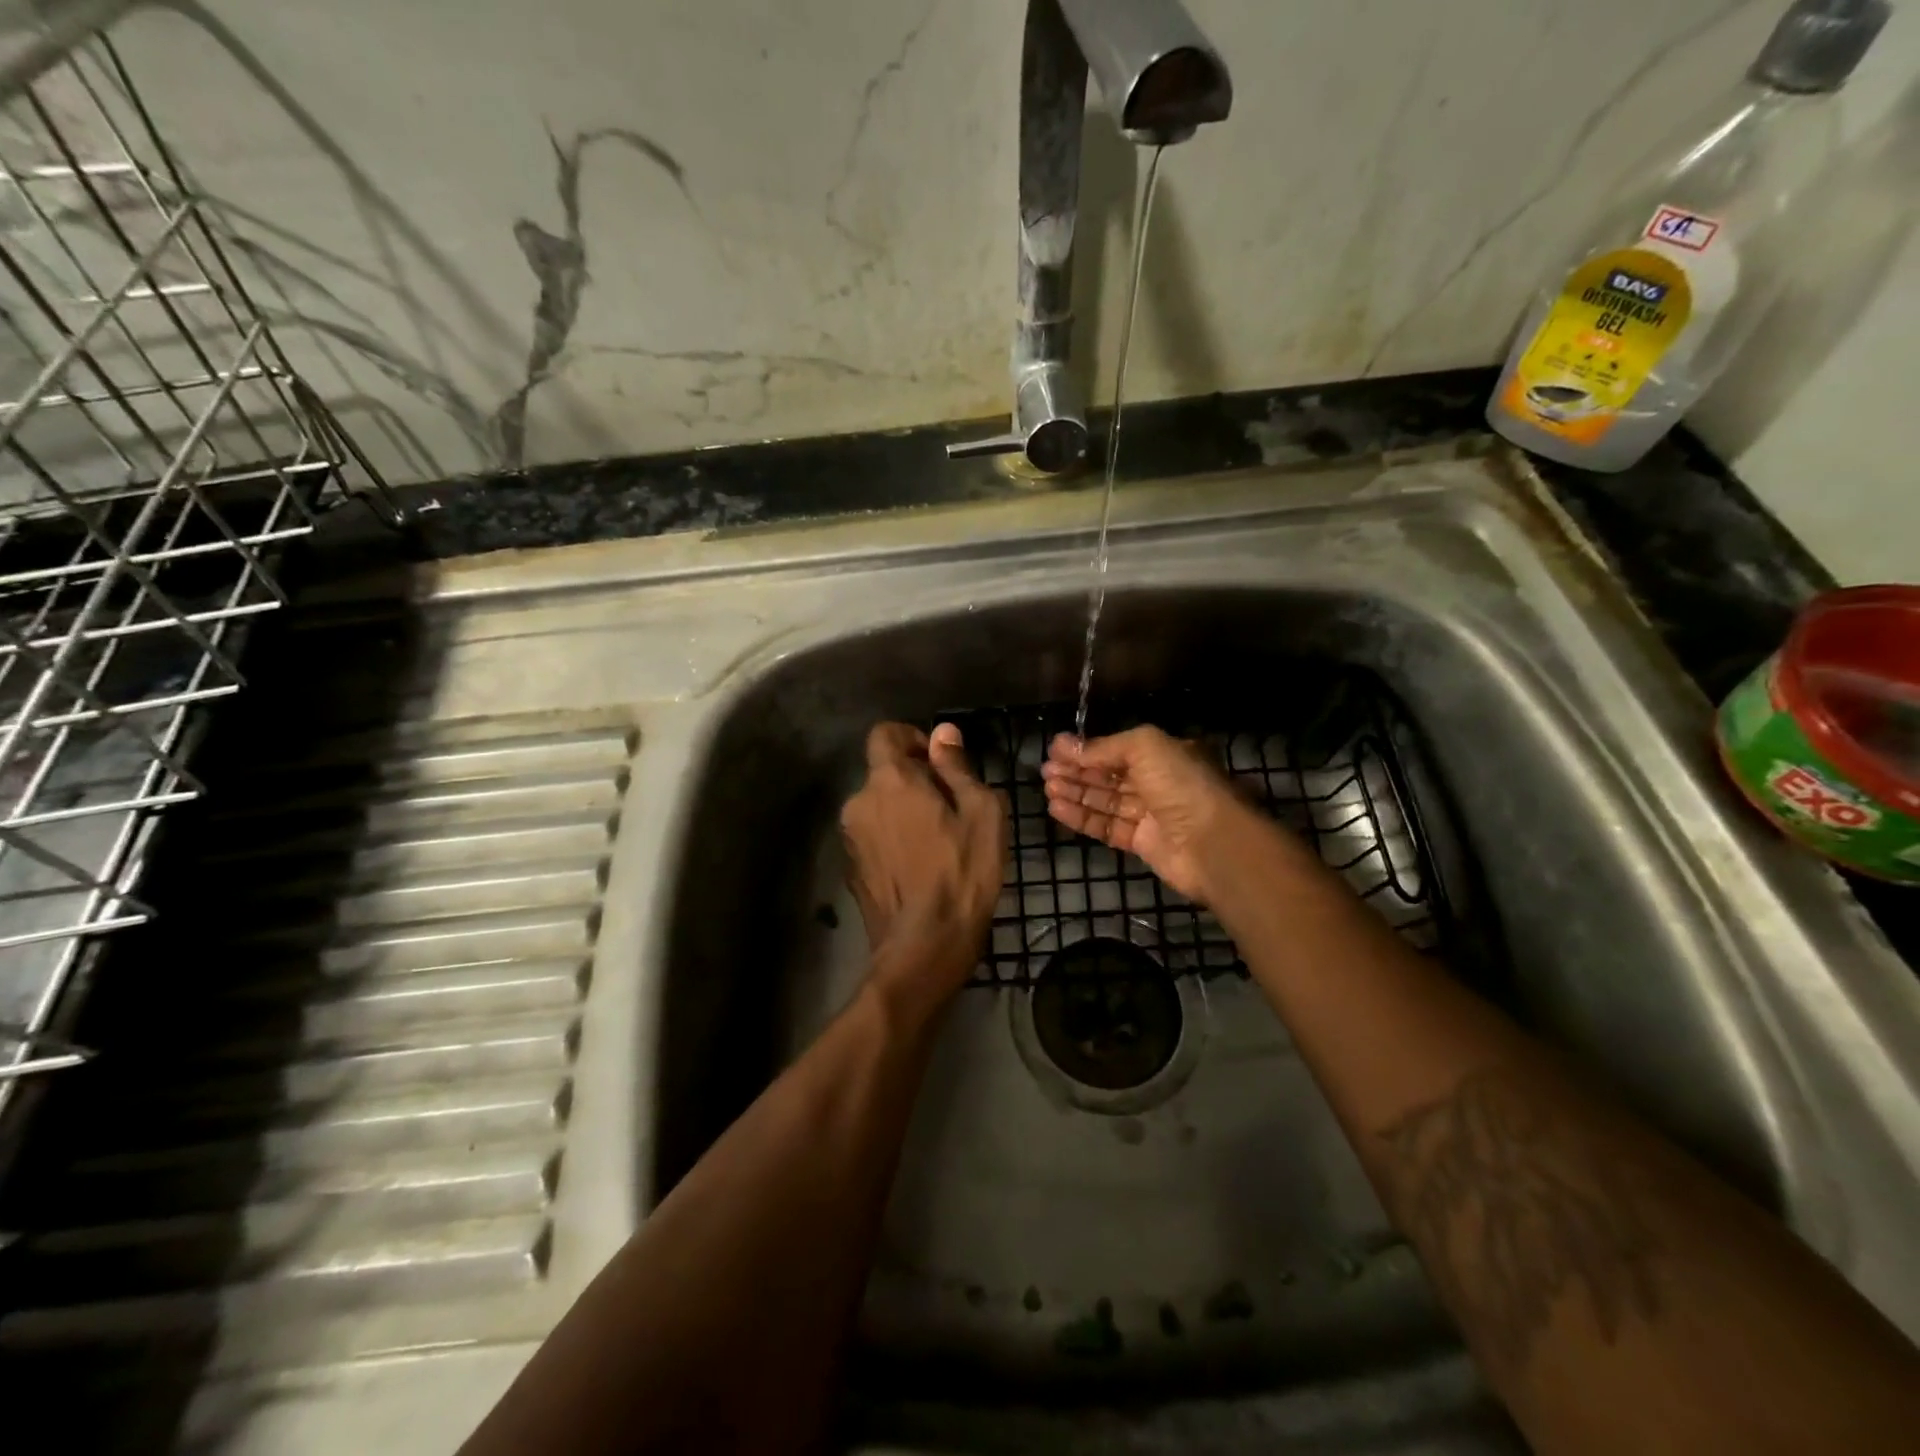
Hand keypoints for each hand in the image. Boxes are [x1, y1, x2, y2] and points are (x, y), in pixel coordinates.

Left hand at [840, 722, 1007, 1011]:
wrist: (924, 946)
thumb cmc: (962, 873)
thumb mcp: (980, 813)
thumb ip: (957, 767)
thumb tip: (943, 733)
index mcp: (889, 781)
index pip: (885, 733)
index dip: (912, 739)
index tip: (939, 763)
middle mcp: (859, 802)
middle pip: (882, 772)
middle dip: (913, 779)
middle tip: (951, 807)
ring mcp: (850, 838)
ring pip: (878, 806)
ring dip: (903, 810)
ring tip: (939, 840)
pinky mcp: (851, 868)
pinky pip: (874, 836)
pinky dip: (893, 838)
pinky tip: (919, 866)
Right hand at [1042, 726, 1247, 902]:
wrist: (1212, 843)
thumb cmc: (1181, 785)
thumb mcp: (1144, 747)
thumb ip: (1104, 747)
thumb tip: (1067, 746)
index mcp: (1164, 755)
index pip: (1118, 749)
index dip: (1086, 749)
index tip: (1055, 750)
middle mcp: (1158, 782)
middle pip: (1109, 775)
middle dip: (1077, 771)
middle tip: (1046, 771)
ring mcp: (1150, 814)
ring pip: (1105, 801)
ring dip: (1076, 793)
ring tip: (1048, 788)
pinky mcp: (1142, 843)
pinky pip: (1107, 827)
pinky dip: (1082, 818)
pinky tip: (1057, 809)